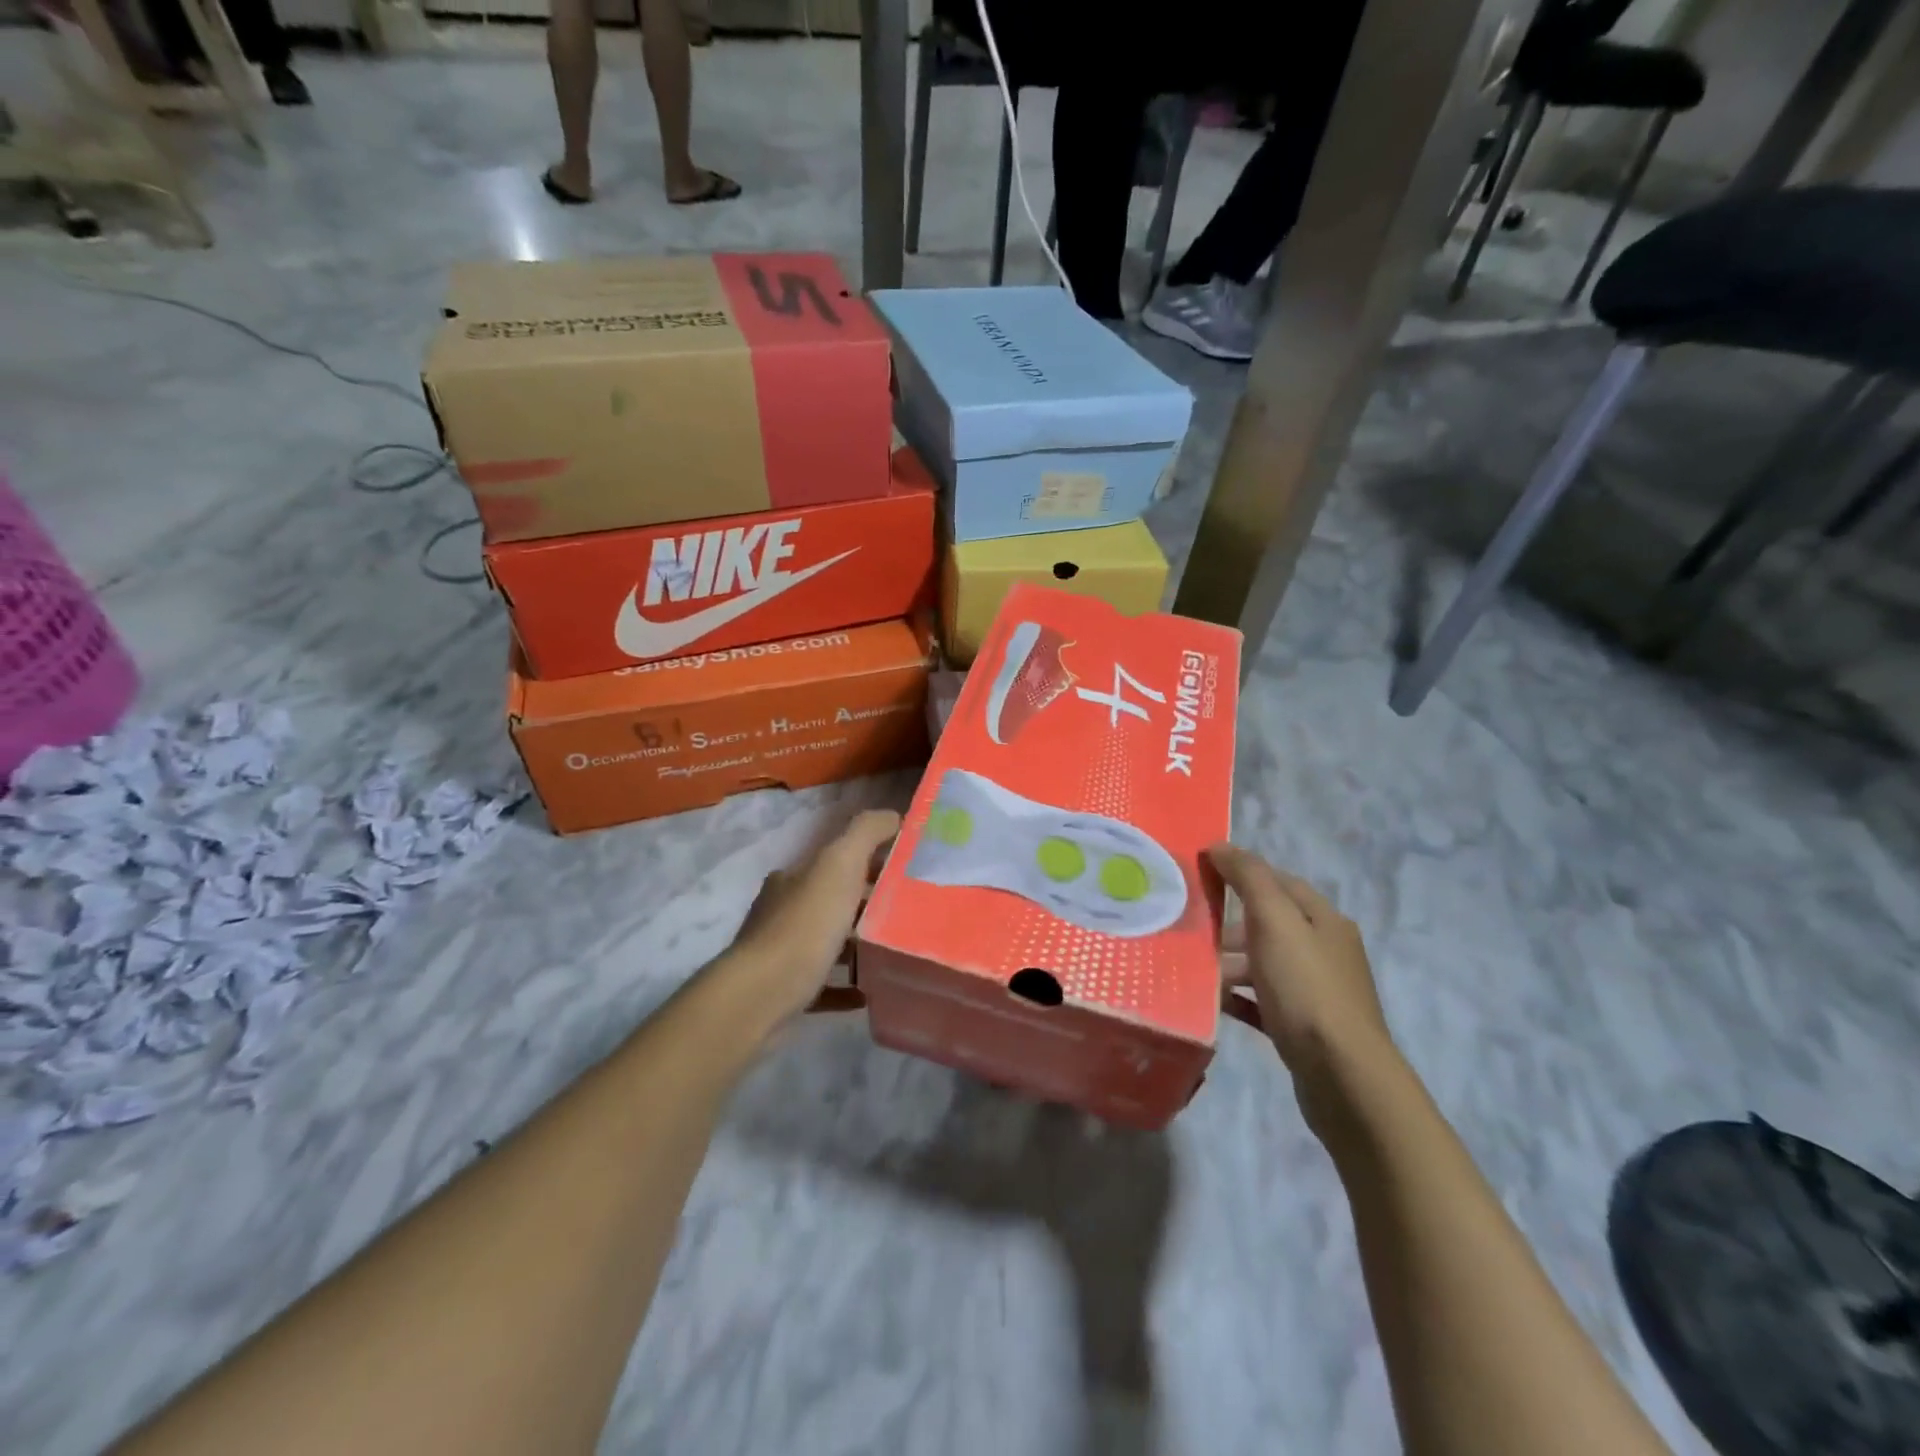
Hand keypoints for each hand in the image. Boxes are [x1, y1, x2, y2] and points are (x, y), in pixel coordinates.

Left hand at [728, 809, 899, 1024]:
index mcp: (794, 877)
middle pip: (832, 900)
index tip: (907, 871)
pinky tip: (870, 990)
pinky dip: (847, 985)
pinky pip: (824, 984)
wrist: (761, 995)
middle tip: (910, 913)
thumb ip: (866, 832)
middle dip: (868, 904)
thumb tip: (893, 815)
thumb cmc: (805, 925)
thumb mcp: (840, 864)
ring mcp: (781, 952)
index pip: (836, 860)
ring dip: (858, 945)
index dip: (871, 861)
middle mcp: (783, 910)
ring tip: (896, 950)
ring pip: (827, 942)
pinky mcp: (786, 991)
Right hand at [1208, 844, 1396, 1103]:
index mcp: (1324, 920)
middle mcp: (1326, 950)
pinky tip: (1214, 1003)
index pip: (1279, 882)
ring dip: (1231, 963)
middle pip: (1271, 924)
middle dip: (1231, 924)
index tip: (1200, 877)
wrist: (1343, 1077)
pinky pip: (1264, 1002)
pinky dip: (1239, 997)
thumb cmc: (1307, 989)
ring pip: (1265, 964)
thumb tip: (1220, 845)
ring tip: (1195, 971)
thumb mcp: (1275, 922)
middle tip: (1192, 931)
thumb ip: (1249, 878)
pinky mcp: (1306, 1028)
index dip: (1241, 874)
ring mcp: (1318, 992)